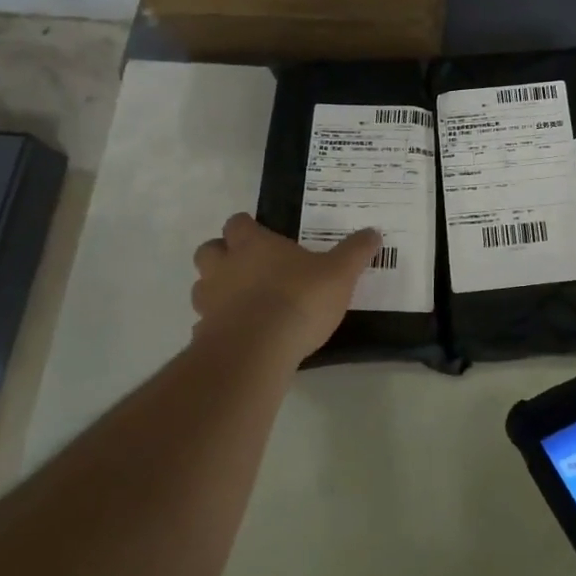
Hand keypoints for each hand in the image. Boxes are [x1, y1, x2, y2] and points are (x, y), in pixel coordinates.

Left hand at [190, 214, 379, 367]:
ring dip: (217, 290)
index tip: (263, 235)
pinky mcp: (204, 336)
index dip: (247, 227)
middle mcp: (224, 267)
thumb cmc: (298, 299)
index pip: (237, 223)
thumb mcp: (339, 273)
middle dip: (223, 255)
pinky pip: (205, 326)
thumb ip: (355, 252)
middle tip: (248, 266)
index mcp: (252, 244)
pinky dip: (218, 328)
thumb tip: (372, 232)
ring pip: (202, 287)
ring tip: (243, 302)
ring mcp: (209, 303)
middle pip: (208, 250)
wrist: (256, 352)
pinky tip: (240, 336)